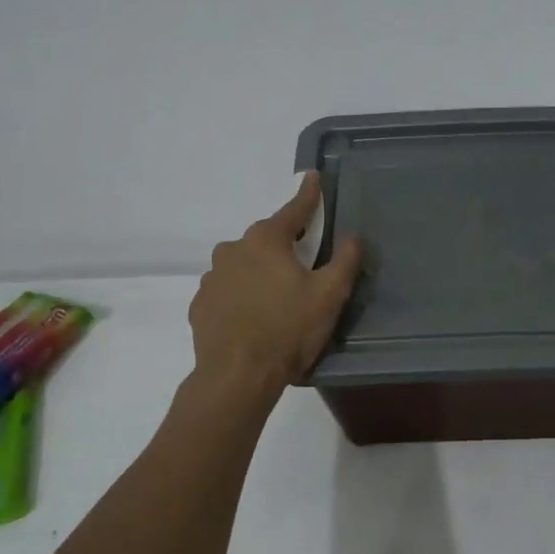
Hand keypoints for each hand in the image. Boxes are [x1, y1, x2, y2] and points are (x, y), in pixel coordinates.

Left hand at [189, 173, 363, 396]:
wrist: (237, 376)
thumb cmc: (288, 329)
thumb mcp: (329, 295)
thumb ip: (345, 260)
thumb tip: (353, 237)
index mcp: (266, 240)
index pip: (293, 210)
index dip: (308, 195)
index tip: (313, 177)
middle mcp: (233, 250)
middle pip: (266, 239)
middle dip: (285, 245)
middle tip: (304, 265)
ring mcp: (212, 278)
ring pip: (244, 265)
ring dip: (260, 272)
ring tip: (278, 300)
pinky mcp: (201, 305)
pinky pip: (227, 291)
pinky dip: (241, 296)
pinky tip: (253, 318)